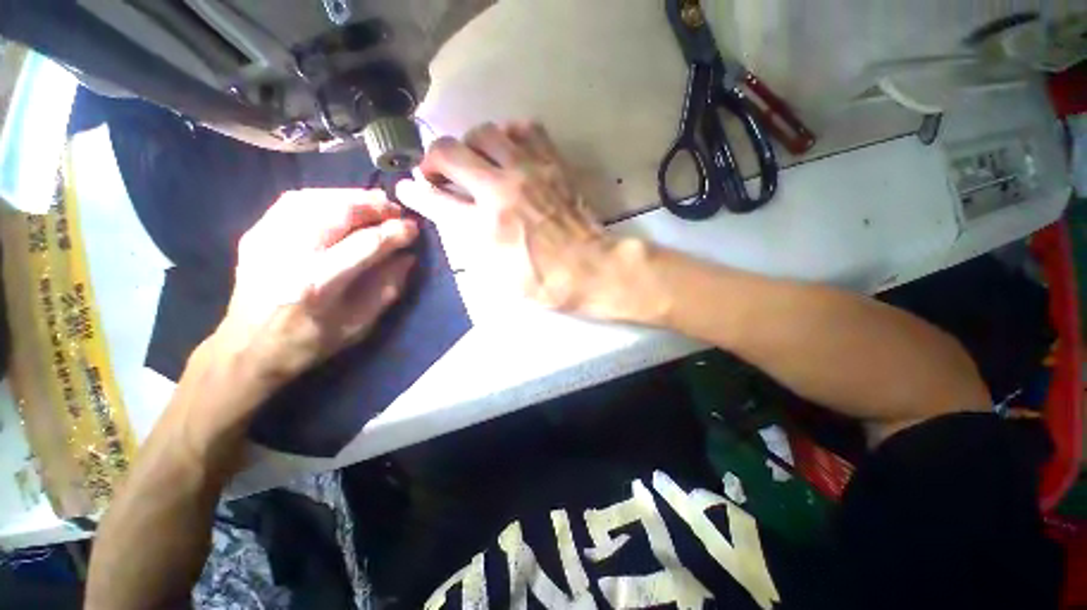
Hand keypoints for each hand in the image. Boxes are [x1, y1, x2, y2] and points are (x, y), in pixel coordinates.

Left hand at [214, 189, 417, 385]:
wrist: (247, 349)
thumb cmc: (310, 342)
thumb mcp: (360, 325)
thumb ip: (387, 288)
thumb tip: (407, 257)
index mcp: (319, 284)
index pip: (366, 244)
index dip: (395, 232)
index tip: (414, 228)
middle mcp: (290, 255)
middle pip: (338, 212)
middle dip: (374, 206)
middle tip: (396, 210)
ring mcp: (267, 240)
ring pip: (314, 199)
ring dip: (350, 196)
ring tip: (374, 202)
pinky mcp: (255, 234)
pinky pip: (293, 201)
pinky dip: (324, 197)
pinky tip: (341, 203)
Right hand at [395, 122, 651, 318]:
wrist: (592, 269)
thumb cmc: (546, 282)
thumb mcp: (501, 277)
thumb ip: (474, 245)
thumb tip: (457, 219)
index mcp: (485, 226)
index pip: (435, 199)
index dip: (415, 192)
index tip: (407, 187)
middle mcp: (501, 190)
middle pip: (450, 152)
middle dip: (433, 159)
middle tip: (440, 172)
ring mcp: (529, 171)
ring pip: (484, 132)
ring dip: (471, 144)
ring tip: (476, 159)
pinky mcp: (553, 164)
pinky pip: (526, 129)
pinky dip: (511, 134)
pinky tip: (511, 149)